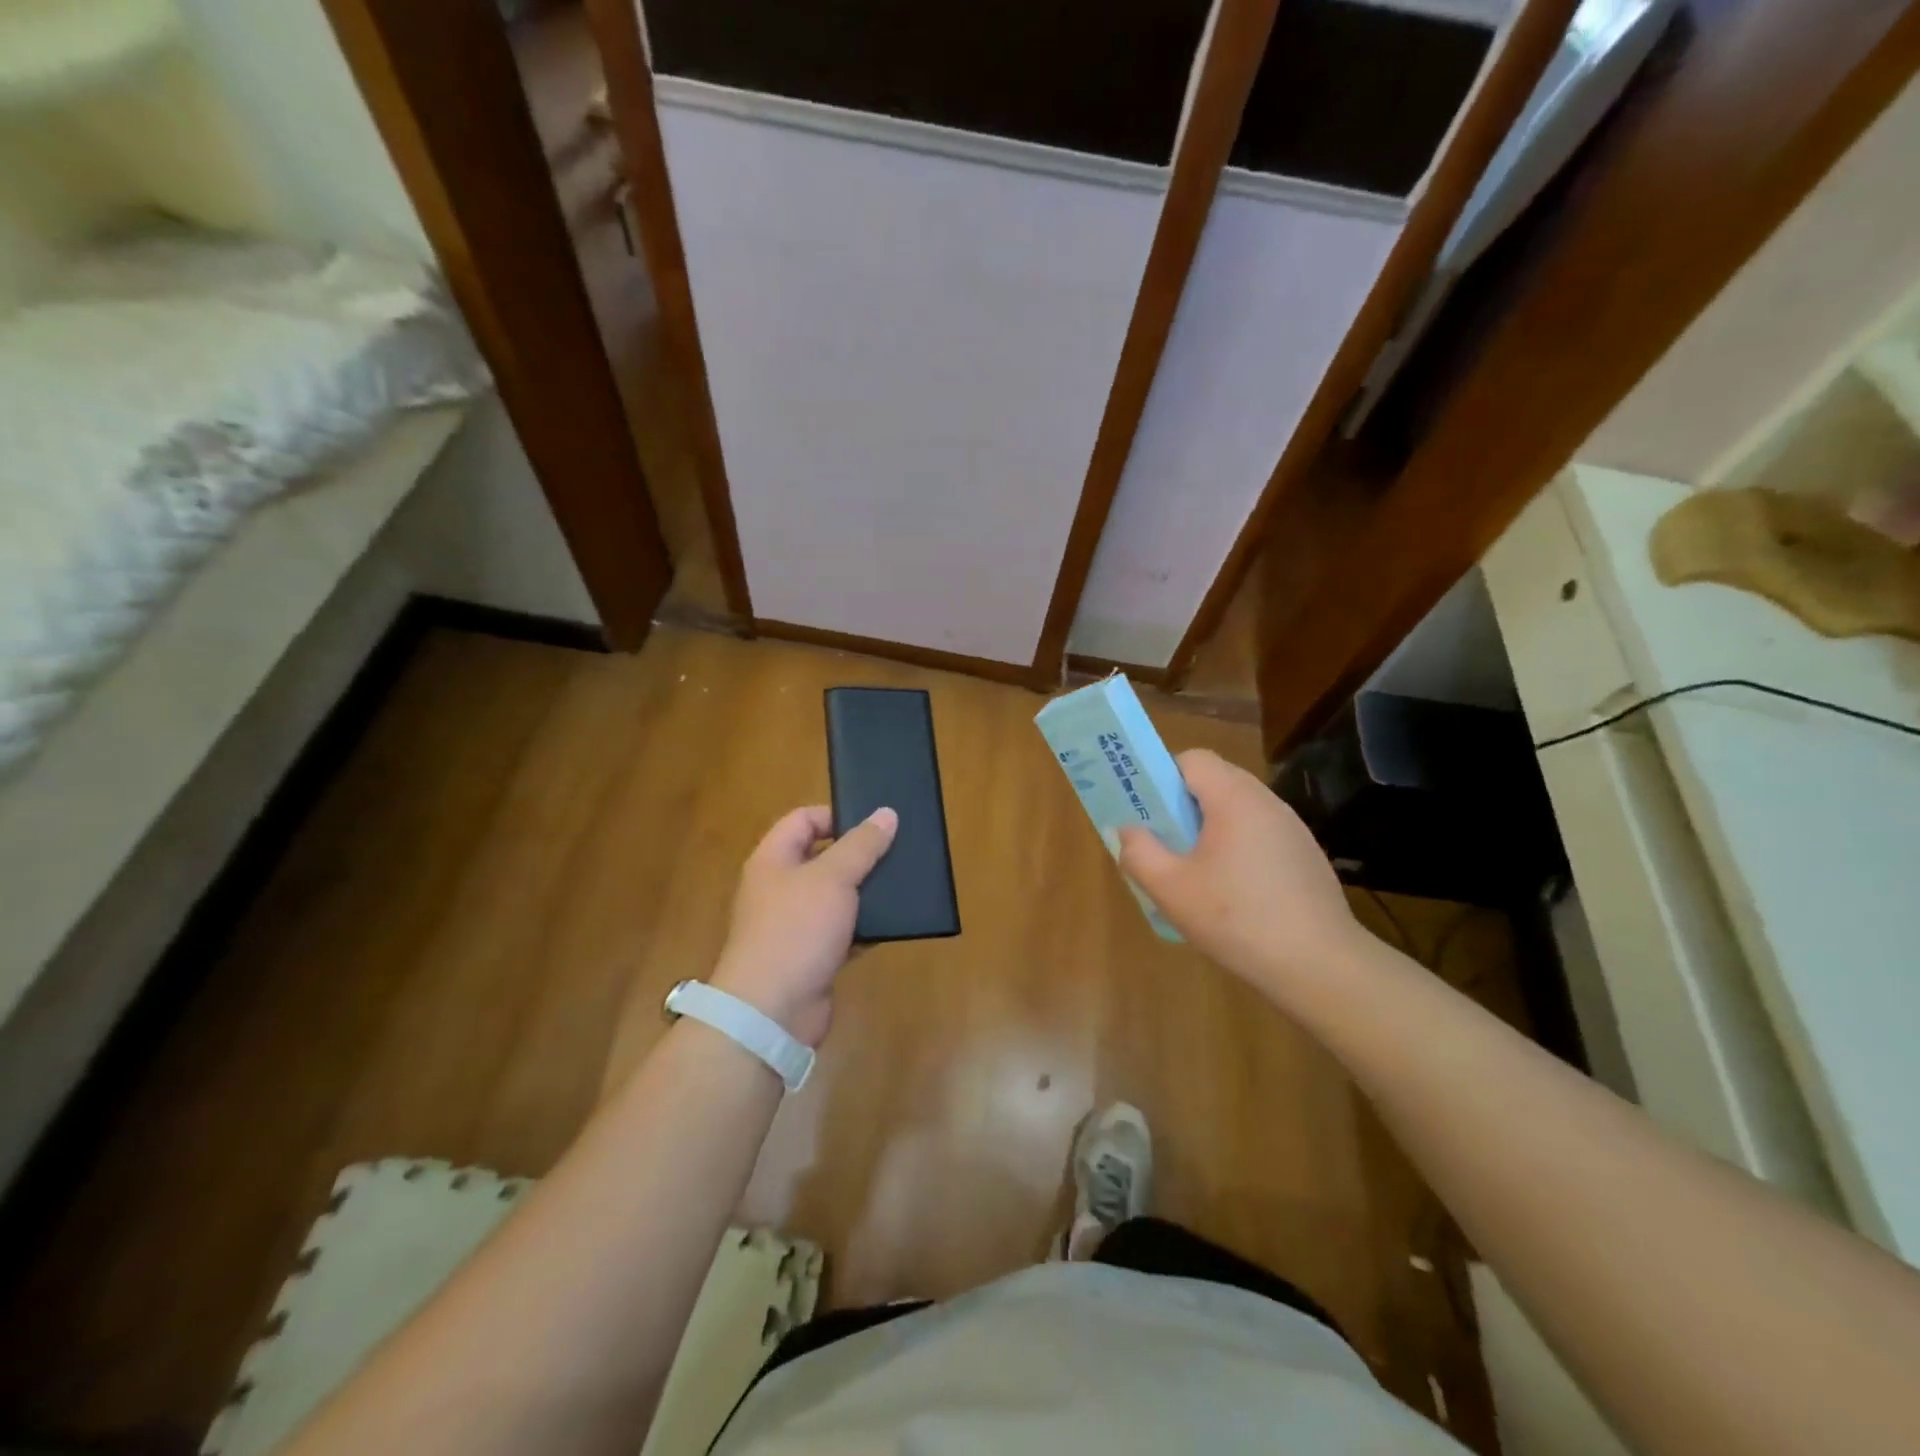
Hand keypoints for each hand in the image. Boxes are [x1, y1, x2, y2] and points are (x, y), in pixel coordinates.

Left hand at [710, 805, 897, 1046]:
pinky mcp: (812, 956)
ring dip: (865, 891)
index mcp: (773, 860)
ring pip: (836, 896)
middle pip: (822, 857)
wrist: (771, 1011)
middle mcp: (780, 888)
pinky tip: (893, 924)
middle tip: (898, 850)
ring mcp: (795, 924)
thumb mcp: (833, 878)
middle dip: (859, 854)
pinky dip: (865, 927)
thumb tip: (886, 813)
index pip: (803, 820)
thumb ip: (862, 845)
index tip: (874, 823)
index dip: (837, 815)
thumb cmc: (796, 930)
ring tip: (903, 883)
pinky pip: (843, 931)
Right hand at [1117, 749, 1364, 1004]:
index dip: (1163, 777)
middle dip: (1183, 805)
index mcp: (1234, 798)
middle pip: (1216, 782)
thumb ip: (1139, 852)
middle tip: (1165, 843)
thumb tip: (1129, 830)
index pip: (1193, 759)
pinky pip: (1259, 834)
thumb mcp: (1171, 890)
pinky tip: (1234, 893)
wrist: (1320, 966)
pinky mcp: (1305, 855)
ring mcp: (1292, 828)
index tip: (1149, 812)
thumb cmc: (1237, 919)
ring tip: (1195, 872)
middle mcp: (1267, 802)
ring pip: (1238, 810)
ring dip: (1210, 828)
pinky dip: (1238, 848)